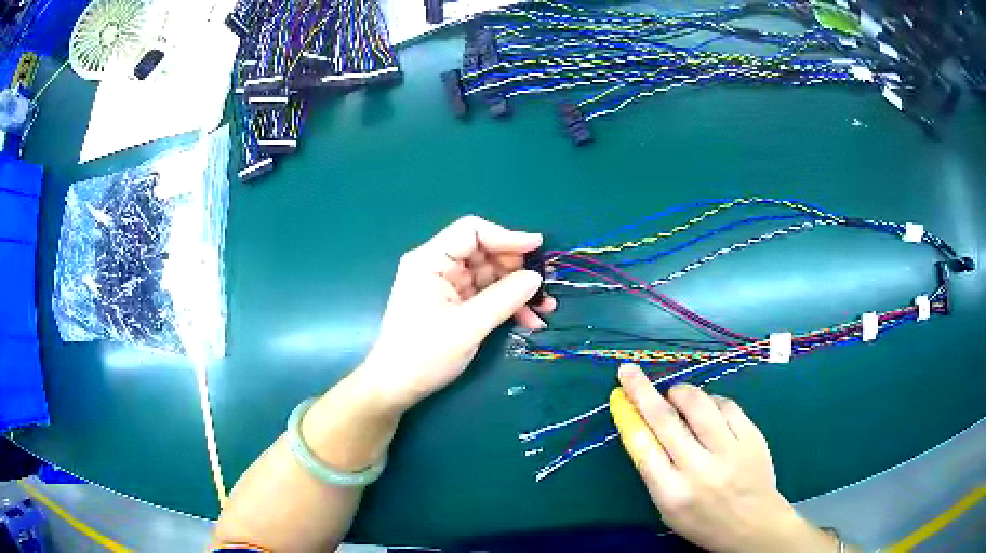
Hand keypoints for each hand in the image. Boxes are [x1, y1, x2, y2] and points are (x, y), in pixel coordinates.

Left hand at [362, 216, 556, 412]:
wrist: (396, 387)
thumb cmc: (424, 355)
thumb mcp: (467, 326)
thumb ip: (503, 299)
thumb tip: (536, 277)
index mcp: (430, 260)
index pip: (472, 231)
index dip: (506, 236)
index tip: (537, 248)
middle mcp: (437, 266)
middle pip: (484, 253)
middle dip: (516, 269)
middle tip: (544, 288)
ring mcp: (446, 286)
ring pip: (489, 276)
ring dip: (517, 291)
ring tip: (545, 309)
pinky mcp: (453, 305)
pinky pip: (485, 296)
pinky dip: (506, 306)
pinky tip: (528, 321)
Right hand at [610, 364, 837, 552]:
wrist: (754, 525)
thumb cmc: (704, 522)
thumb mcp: (669, 508)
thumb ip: (655, 471)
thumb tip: (641, 427)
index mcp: (672, 494)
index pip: (643, 447)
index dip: (628, 416)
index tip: (619, 395)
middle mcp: (699, 470)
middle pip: (665, 421)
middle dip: (642, 391)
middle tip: (630, 372)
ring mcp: (729, 451)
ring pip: (699, 405)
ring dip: (680, 393)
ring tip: (675, 394)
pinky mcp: (752, 437)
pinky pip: (727, 405)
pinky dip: (711, 401)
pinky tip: (708, 408)